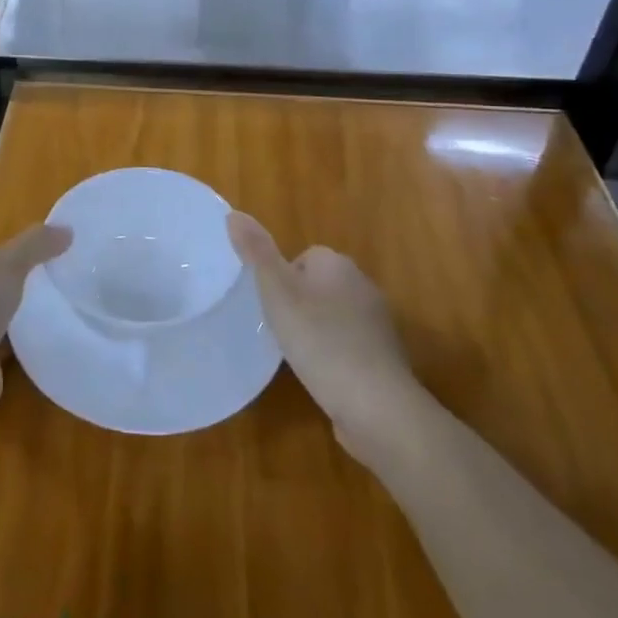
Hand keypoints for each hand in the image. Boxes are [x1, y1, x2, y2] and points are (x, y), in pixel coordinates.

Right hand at [227, 211, 424, 459]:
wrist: (375, 404)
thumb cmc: (320, 341)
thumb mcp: (277, 293)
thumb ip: (256, 253)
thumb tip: (233, 213)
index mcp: (337, 264)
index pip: (303, 257)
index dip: (282, 279)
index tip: (270, 306)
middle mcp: (362, 285)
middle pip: (319, 285)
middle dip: (298, 304)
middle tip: (278, 330)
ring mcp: (377, 323)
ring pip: (334, 315)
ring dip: (316, 330)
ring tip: (296, 355)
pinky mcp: (383, 357)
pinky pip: (349, 344)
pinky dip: (333, 355)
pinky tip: (321, 375)